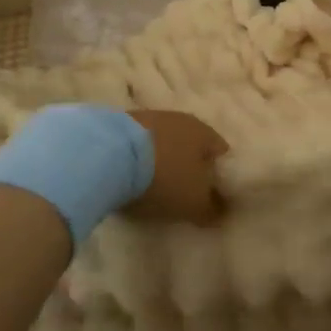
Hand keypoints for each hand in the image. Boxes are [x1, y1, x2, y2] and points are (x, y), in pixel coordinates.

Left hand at [125, 110, 228, 225]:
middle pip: (191, 145)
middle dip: (189, 166)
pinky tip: (131, 176)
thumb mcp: (194, 202)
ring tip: (153, 186)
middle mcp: (180, 118)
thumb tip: (220, 213)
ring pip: (164, 142)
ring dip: (162, 160)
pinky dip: (139, 158)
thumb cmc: (164, 177)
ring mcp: (149, 117)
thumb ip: (212, 209)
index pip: (221, 152)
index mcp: (204, 132)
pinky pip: (139, 144)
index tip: (212, 197)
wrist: (109, 155)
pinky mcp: (121, 123)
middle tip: (183, 193)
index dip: (220, 176)